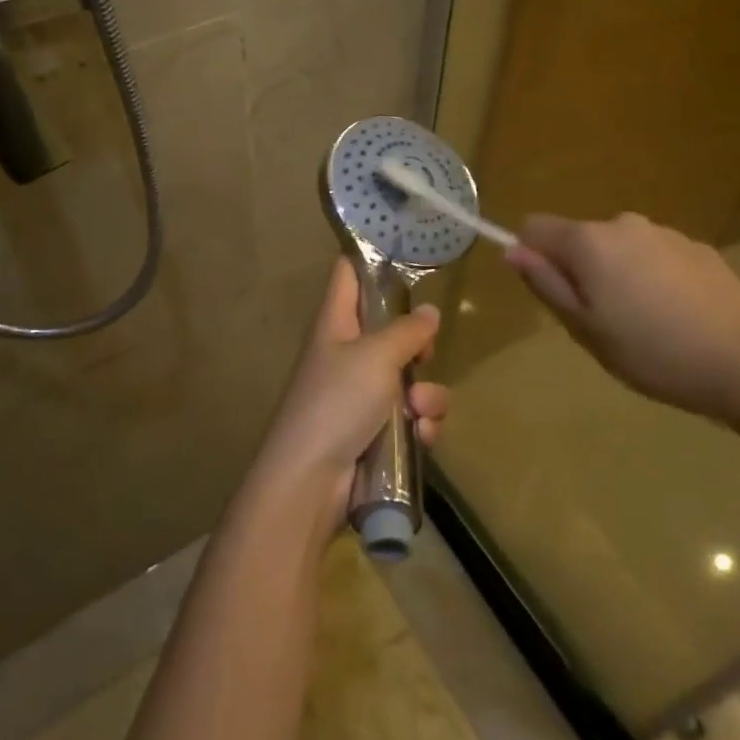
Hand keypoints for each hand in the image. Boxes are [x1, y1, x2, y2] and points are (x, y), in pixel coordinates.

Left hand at [253, 259, 449, 541]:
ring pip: (409, 378)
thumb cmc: (337, 401)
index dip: (372, 260)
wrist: (311, 482)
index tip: (409, 256)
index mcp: (336, 322)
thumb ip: (407, 331)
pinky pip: (410, 417)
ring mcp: (360, 394)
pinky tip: (421, 437)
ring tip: (419, 411)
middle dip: (419, 343)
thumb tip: (429, 312)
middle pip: (390, 329)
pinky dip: (420, 425)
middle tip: (426, 354)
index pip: (348, 273)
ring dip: (426, 394)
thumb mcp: (376, 356)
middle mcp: (347, 352)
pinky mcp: (374, 431)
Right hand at [506, 212, 739, 415]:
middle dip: (580, 271)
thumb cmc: (651, 351)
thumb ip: (545, 283)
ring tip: (645, 324)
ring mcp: (665, 233)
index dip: (532, 256)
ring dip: (619, 274)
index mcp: (588, 241)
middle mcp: (623, 224)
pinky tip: (677, 317)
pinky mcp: (698, 248)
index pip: (534, 227)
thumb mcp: (584, 327)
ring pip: (620, 248)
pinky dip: (654, 278)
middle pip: (580, 239)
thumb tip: (512, 250)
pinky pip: (655, 257)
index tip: (554, 294)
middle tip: (602, 322)